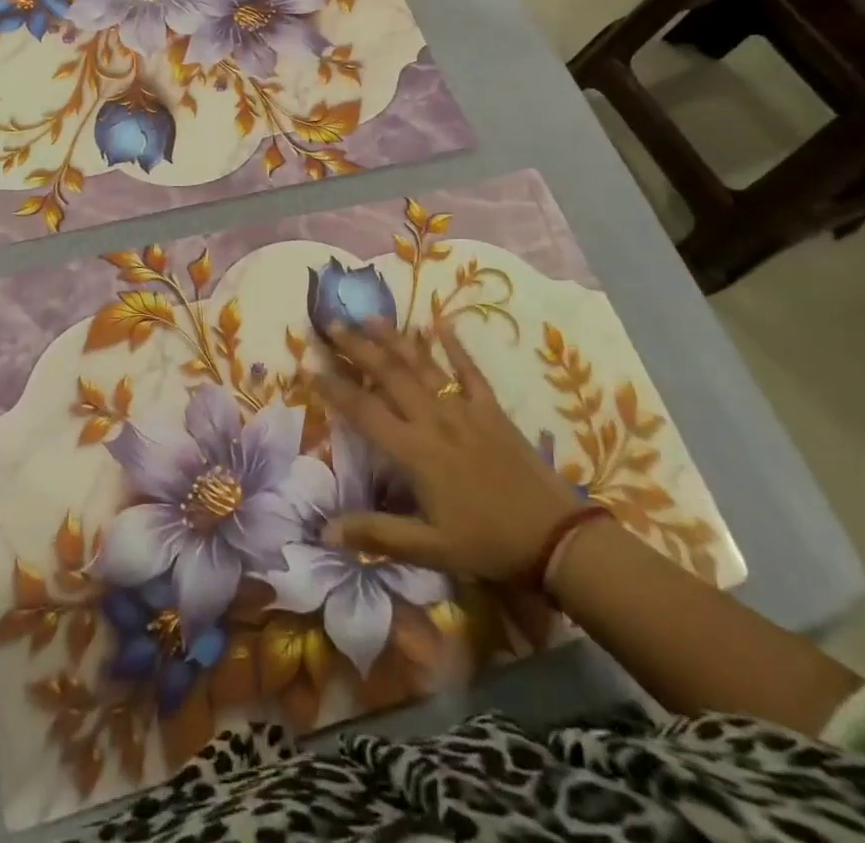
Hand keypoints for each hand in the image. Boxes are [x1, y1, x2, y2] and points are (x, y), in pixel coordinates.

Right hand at [315, 322, 584, 578]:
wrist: (555, 536)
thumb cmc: (487, 543)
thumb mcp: (429, 548)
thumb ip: (376, 534)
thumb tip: (324, 530)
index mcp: (415, 451)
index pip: (364, 411)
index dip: (335, 387)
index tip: (310, 364)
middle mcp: (433, 419)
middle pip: (388, 374)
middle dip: (356, 346)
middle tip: (330, 322)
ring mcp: (464, 408)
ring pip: (421, 364)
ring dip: (393, 338)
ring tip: (369, 316)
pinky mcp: (491, 408)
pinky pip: (468, 369)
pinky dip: (453, 344)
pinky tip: (438, 322)